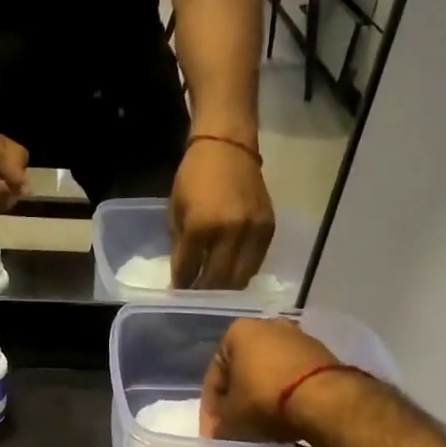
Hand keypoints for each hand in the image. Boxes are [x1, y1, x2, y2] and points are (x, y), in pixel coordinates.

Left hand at [170, 138, 274, 288]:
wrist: (228, 147)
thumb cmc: (194, 176)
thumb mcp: (176, 210)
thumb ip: (179, 244)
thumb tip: (180, 275)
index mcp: (201, 227)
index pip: (189, 270)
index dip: (181, 285)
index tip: (177, 294)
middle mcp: (230, 233)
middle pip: (217, 280)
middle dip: (204, 293)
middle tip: (196, 299)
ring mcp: (253, 232)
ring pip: (240, 277)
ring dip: (225, 288)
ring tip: (214, 291)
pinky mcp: (269, 229)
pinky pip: (256, 263)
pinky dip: (243, 272)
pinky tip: (231, 273)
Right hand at [201, 317, 342, 440]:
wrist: (326, 399)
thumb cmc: (266, 399)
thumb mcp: (232, 418)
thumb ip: (219, 422)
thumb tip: (218, 430)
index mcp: (238, 332)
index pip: (215, 374)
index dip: (211, 406)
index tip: (214, 430)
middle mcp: (267, 326)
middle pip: (243, 368)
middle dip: (238, 395)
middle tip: (236, 423)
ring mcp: (298, 337)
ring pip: (269, 369)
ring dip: (262, 392)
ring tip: (262, 420)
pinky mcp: (322, 353)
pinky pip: (293, 374)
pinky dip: (286, 391)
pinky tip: (286, 413)